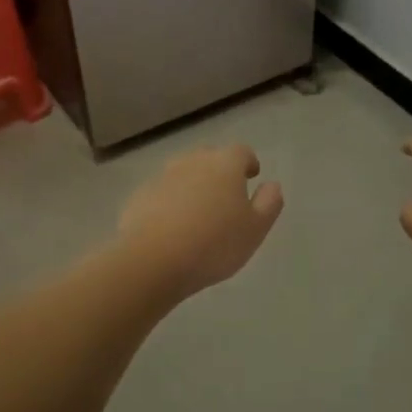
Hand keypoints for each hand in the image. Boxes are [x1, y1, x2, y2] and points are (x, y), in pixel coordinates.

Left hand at [119, 145, 284, 298]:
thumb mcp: (255, 229)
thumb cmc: (213, 243)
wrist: (151, 260)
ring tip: (198, 213)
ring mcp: (162, 177)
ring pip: (183, 173)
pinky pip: (162, 193)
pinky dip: (170, 202)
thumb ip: (269, 203)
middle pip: (209, 157)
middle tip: (226, 196)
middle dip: (219, 171)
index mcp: (224, 164)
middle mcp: (192, 162)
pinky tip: (172, 227)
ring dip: (193, 186)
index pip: (241, 151)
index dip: (248, 162)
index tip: (251, 176)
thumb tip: (272, 185)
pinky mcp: (139, 196)